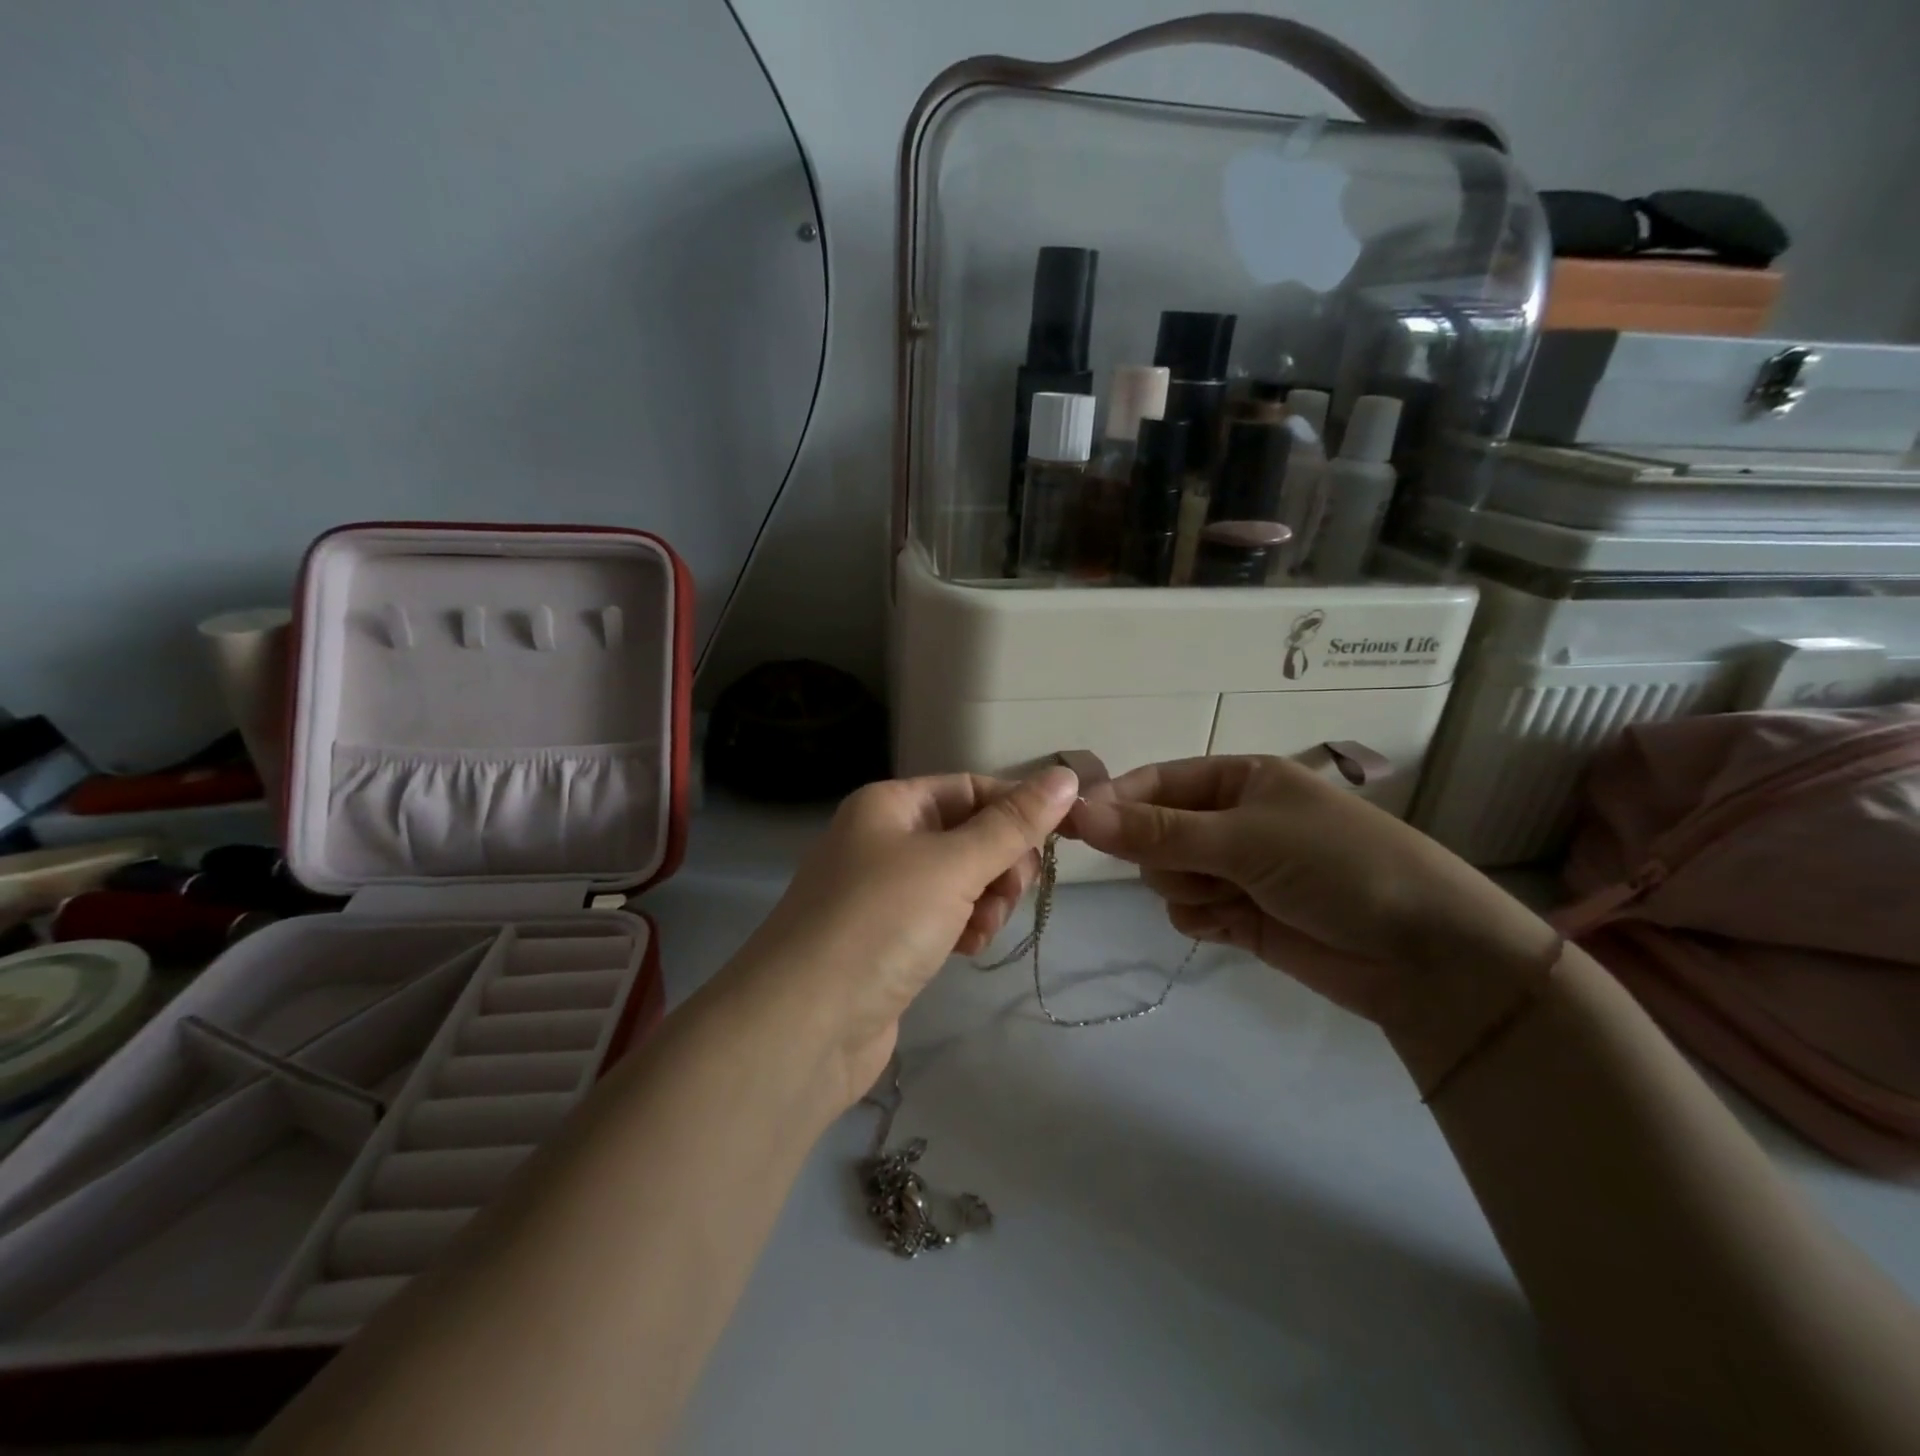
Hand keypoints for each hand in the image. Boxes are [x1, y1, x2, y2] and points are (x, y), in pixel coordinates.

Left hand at [722, 767, 1079, 1107]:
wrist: (804, 1026)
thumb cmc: (879, 923)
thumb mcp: (953, 864)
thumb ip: (1014, 824)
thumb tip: (1066, 776)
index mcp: (890, 805)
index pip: (970, 788)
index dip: (1016, 810)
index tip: (1058, 843)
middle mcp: (883, 839)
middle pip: (968, 834)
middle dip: (1001, 863)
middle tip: (1008, 895)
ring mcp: (883, 892)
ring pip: (961, 879)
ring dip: (985, 901)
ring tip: (978, 931)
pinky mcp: (887, 939)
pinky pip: (943, 917)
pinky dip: (963, 928)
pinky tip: (965, 950)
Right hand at [1066, 755, 1557, 1040]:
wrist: (1425, 956)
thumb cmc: (1338, 867)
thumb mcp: (1244, 838)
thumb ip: (1157, 831)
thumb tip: (1075, 812)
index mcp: (1240, 778)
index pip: (1156, 782)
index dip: (1116, 802)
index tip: (1072, 825)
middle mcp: (1233, 818)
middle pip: (1155, 832)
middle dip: (1166, 854)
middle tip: (1199, 868)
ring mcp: (1237, 868)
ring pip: (1167, 875)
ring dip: (1188, 888)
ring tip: (1234, 898)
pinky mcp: (1242, 914)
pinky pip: (1187, 911)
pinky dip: (1201, 918)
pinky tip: (1232, 925)